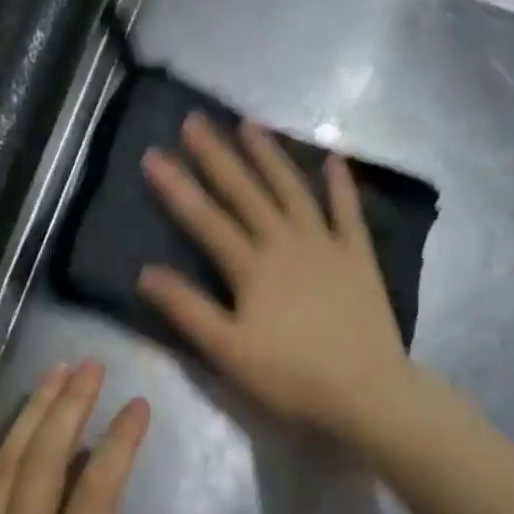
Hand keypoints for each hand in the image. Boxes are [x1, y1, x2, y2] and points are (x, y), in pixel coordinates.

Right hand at [138, 113, 415, 445]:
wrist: (368, 393)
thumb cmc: (290, 377)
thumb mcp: (227, 351)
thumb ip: (186, 309)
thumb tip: (145, 272)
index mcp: (252, 266)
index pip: (205, 219)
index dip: (177, 187)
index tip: (153, 154)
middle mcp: (286, 242)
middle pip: (246, 192)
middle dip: (218, 156)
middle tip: (196, 119)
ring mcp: (326, 245)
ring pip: (292, 190)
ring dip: (270, 156)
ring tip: (250, 124)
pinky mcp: (358, 256)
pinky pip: (348, 212)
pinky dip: (340, 184)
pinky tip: (333, 158)